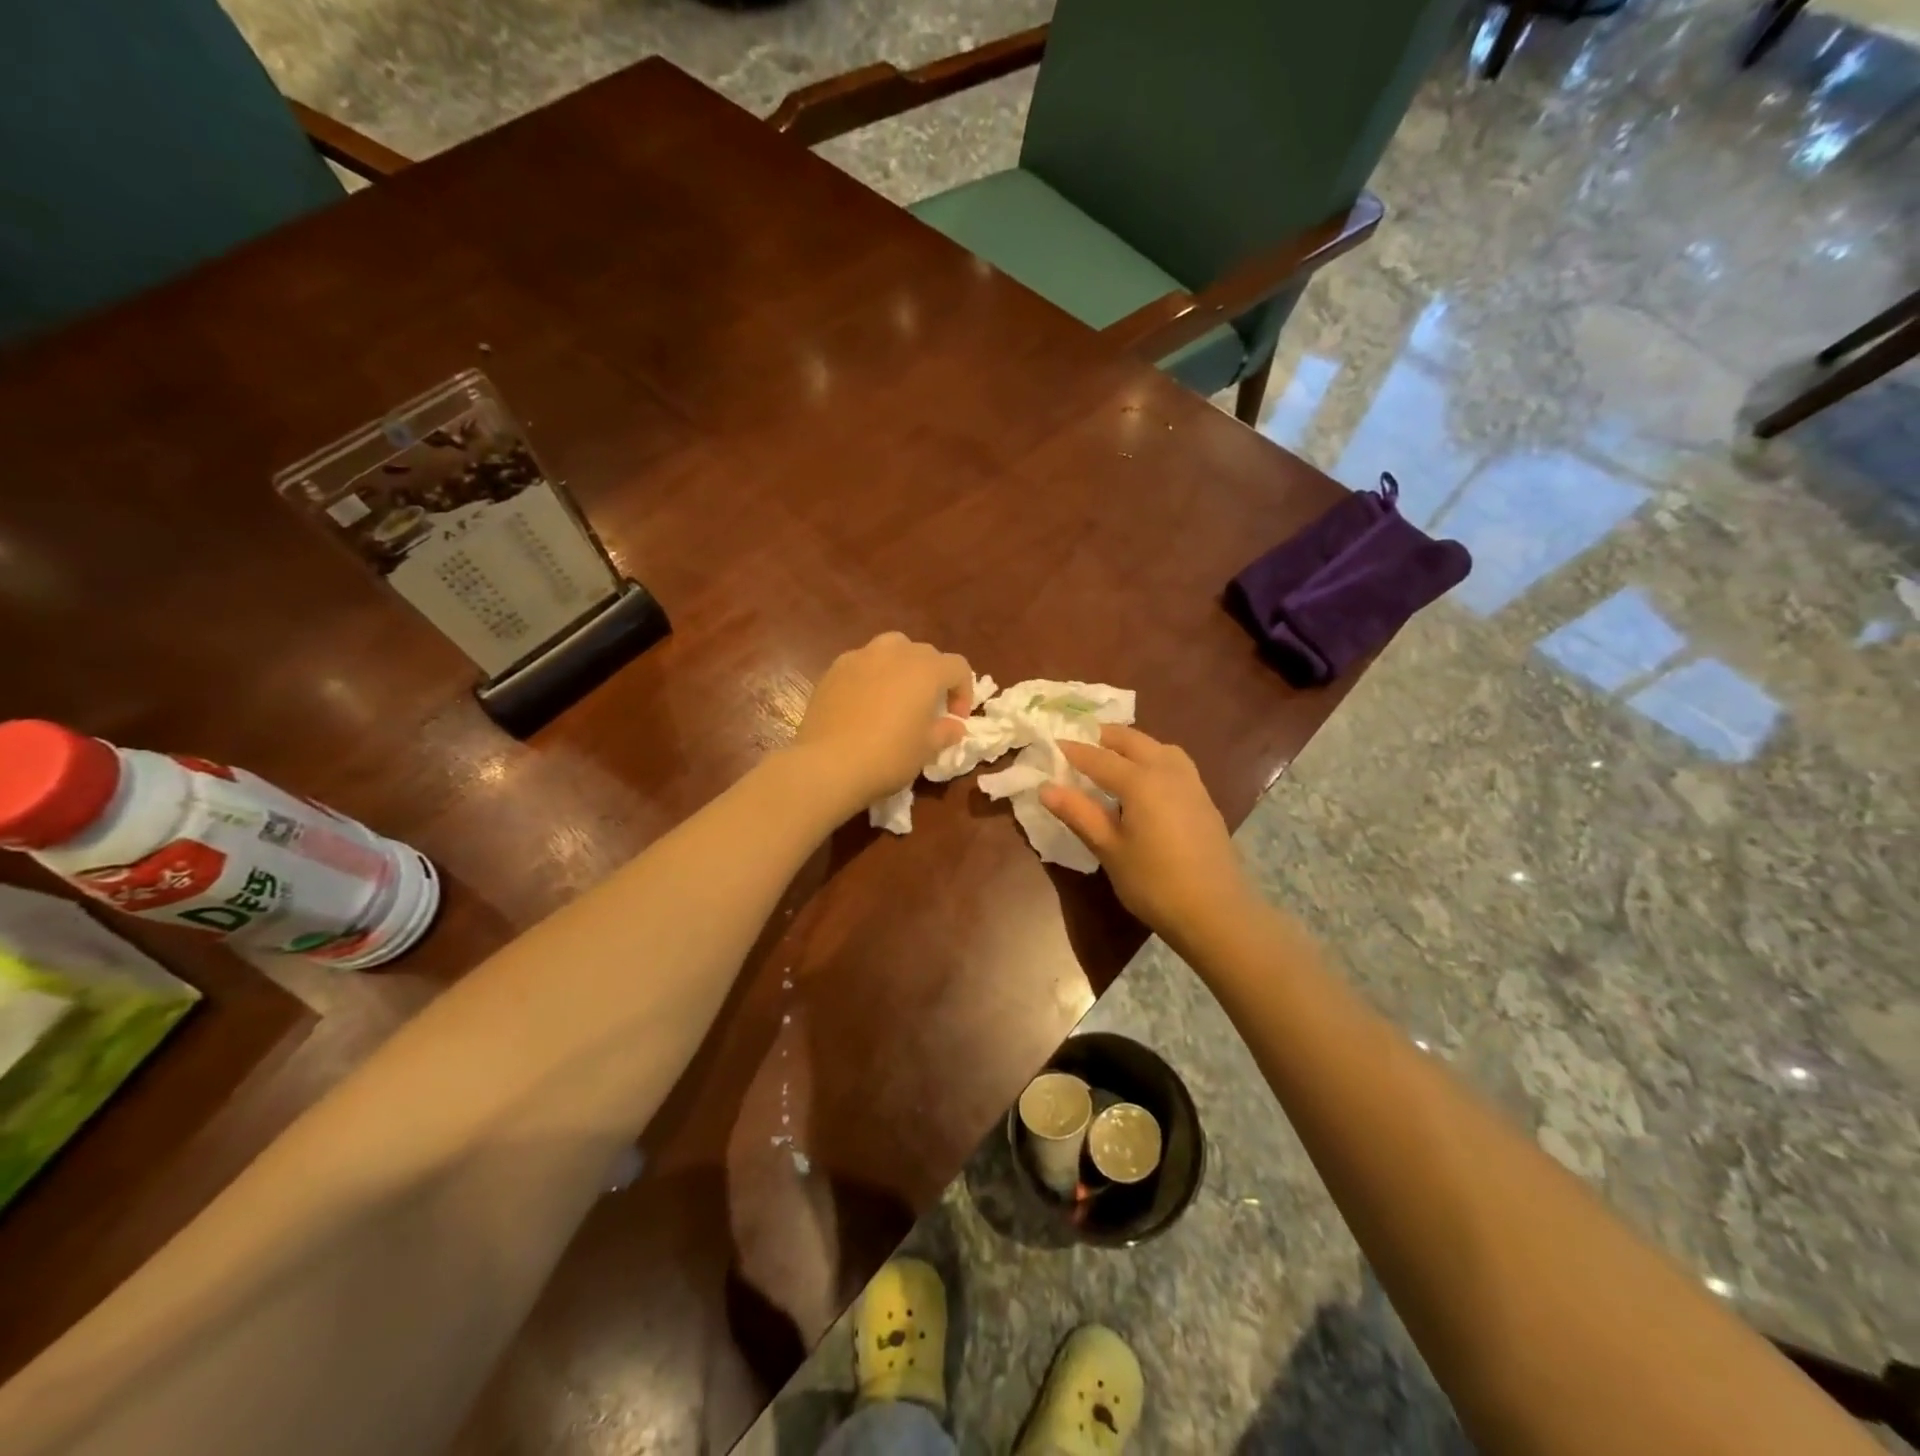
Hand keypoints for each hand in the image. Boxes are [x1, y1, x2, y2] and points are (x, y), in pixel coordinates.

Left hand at [792, 632, 973, 816]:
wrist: (828, 764)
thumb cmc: (888, 756)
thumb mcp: (927, 749)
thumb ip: (945, 731)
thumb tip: (952, 725)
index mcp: (926, 669)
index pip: (958, 667)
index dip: (963, 692)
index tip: (955, 719)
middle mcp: (895, 653)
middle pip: (924, 653)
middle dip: (933, 676)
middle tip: (928, 707)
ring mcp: (860, 657)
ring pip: (891, 649)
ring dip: (901, 668)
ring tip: (896, 696)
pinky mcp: (834, 669)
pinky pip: (862, 664)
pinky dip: (871, 676)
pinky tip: (864, 704)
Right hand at [1040, 725, 1255, 944]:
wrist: (1216, 912)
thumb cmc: (1154, 883)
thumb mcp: (1109, 850)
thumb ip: (1078, 813)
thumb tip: (1046, 788)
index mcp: (1140, 781)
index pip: (1098, 757)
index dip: (1073, 750)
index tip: (1053, 744)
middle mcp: (1167, 771)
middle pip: (1132, 741)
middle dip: (1104, 737)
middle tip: (1080, 744)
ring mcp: (1191, 783)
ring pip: (1158, 747)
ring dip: (1133, 745)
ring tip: (1113, 759)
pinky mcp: (1204, 799)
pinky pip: (1174, 763)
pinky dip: (1153, 758)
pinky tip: (1145, 782)